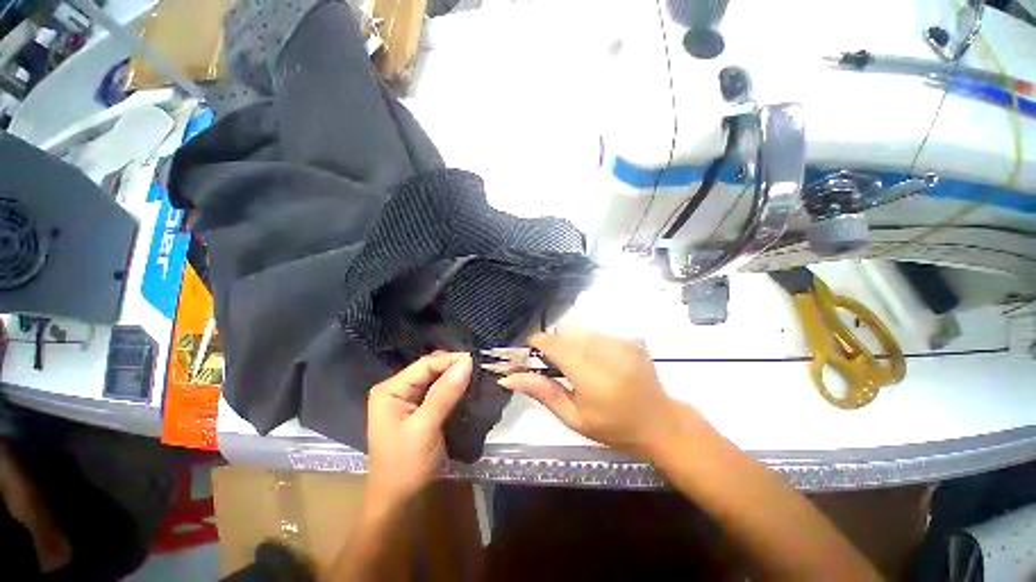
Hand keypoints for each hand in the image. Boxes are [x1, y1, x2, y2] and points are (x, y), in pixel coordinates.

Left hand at [365, 353, 471, 507]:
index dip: (451, 360)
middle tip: (479, 368)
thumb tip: (468, 362)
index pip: (425, 365)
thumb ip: (445, 394)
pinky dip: (453, 389)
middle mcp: (397, 390)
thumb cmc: (405, 466)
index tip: (477, 360)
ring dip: (455, 378)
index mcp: (390, 390)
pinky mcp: (419, 411)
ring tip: (478, 375)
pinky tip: (468, 388)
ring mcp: (408, 401)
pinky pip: (438, 393)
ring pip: (436, 380)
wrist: (398, 503)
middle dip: (454, 367)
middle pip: (430, 370)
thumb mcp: (425, 428)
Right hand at [499, 328, 701, 457]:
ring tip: (575, 364)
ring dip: (569, 342)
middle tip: (553, 365)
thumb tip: (508, 377)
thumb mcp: (573, 418)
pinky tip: (594, 360)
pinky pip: (596, 331)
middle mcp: (607, 352)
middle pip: (565, 333)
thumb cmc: (614, 428)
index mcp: (592, 377)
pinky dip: (586, 341)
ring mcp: (621, 341)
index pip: (554, 344)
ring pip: (579, 329)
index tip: (530, 353)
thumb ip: (542, 392)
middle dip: (553, 344)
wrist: (659, 422)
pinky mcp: (629, 338)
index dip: (537, 343)